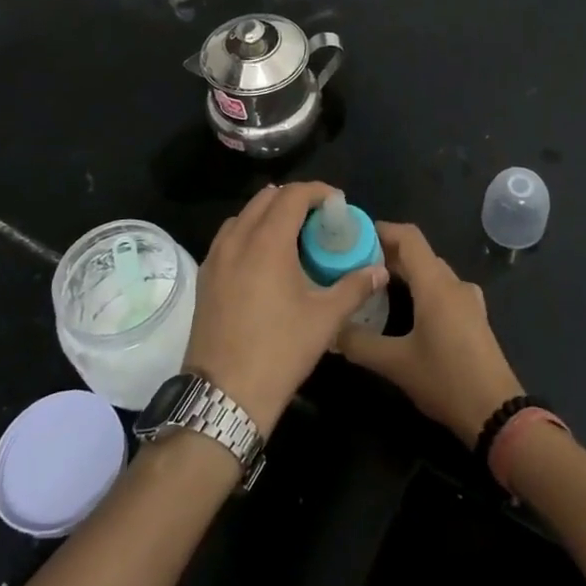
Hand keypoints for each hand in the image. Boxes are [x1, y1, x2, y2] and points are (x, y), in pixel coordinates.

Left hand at [183, 182, 386, 437]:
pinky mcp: (205, 277)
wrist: (225, 394)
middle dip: (294, 199)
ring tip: (291, 234)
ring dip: (268, 213)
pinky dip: (248, 232)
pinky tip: (263, 258)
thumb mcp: (326, 318)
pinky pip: (228, 238)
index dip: (317, 191)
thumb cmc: (280, 350)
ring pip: (243, 216)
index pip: (292, 195)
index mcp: (268, 242)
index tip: (336, 203)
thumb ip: (355, 287)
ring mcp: (216, 258)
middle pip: (265, 199)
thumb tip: (380, 270)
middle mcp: (238, 240)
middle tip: (318, 217)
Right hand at [337, 222, 522, 446]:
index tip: (354, 236)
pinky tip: (405, 310)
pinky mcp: (474, 317)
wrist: (497, 412)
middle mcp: (453, 283)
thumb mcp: (396, 364)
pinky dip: (421, 288)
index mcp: (435, 284)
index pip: (408, 237)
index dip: (382, 230)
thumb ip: (359, 343)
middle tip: (354, 265)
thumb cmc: (446, 380)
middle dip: (387, 254)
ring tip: (374, 286)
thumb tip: (332, 330)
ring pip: (431, 272)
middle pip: (419, 253)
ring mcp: (468, 299)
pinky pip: (443, 289)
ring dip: (404, 272)